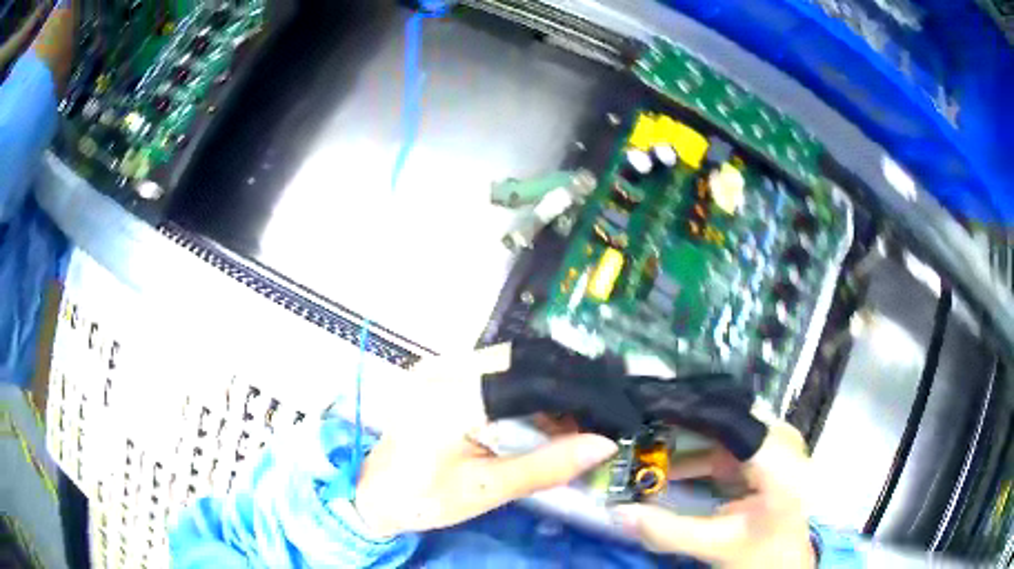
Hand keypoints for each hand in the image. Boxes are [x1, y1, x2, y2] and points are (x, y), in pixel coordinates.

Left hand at [354, 350, 618, 538]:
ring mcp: (436, 365)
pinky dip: (521, 387)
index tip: (604, 416)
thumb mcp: (488, 488)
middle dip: (562, 387)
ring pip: (510, 359)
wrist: (375, 493)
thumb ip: (547, 465)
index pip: (531, 380)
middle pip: (523, 359)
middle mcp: (443, 368)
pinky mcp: (436, 371)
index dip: (575, 396)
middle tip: (588, 419)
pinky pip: (491, 367)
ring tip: (566, 422)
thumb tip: (602, 444)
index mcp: (452, 398)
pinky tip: (534, 414)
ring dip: (543, 385)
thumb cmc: (425, 498)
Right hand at [613, 421, 815, 568]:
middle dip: (678, 425)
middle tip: (634, 432)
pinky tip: (671, 469)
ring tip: (643, 449)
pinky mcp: (763, 454)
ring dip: (684, 439)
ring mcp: (773, 444)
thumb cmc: (762, 554)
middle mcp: (780, 440)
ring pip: (722, 427)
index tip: (643, 414)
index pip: (728, 420)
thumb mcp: (716, 545)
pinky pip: (725, 444)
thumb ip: (667, 532)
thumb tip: (618, 513)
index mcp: (778, 459)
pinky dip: (696, 454)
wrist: (786, 561)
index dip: (686, 414)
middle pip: (723, 417)